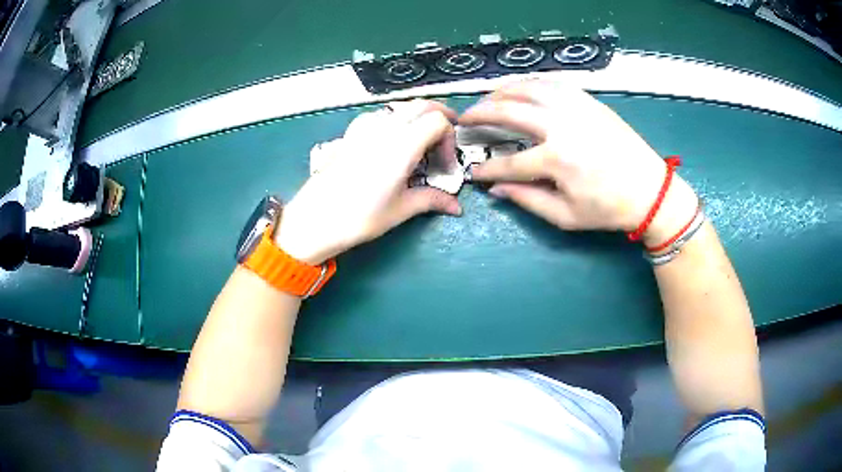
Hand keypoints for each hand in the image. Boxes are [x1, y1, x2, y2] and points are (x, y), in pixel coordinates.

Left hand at [275, 100, 461, 264]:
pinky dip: (395, 121)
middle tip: (444, 141)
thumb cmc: (360, 216)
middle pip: (422, 105)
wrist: (316, 219)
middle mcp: (385, 127)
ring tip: (419, 144)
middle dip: (440, 117)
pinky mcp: (351, 132)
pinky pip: (380, 115)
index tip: (445, 164)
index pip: (438, 120)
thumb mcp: (401, 209)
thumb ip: (432, 199)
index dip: (449, 138)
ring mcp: (365, 126)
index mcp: (403, 144)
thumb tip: (455, 207)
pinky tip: (391, 144)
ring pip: (400, 107)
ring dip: (417, 118)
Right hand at [461, 80, 697, 245]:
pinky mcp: (589, 101)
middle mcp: (561, 126)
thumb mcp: (566, 216)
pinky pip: (552, 84)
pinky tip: (521, 89)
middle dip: (481, 114)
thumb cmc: (609, 209)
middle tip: (465, 118)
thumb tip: (496, 190)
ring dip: (502, 91)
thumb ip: (527, 200)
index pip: (508, 163)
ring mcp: (576, 108)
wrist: (650, 190)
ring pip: (528, 89)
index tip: (473, 173)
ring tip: (487, 98)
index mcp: (556, 160)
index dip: (487, 170)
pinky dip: (531, 84)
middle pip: (509, 112)